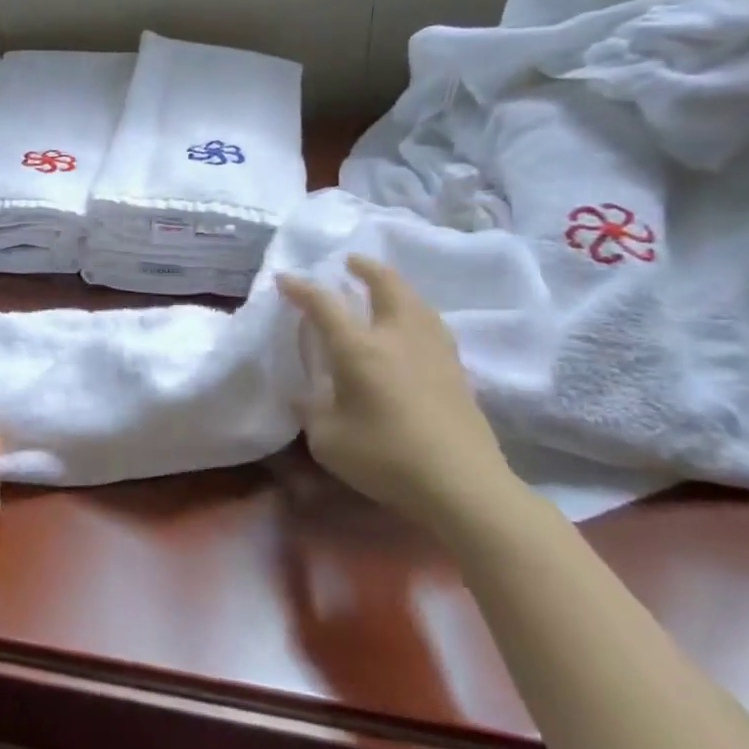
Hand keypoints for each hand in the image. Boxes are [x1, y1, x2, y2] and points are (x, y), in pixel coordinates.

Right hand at [279, 257, 519, 534]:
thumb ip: (312, 411)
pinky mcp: (456, 370)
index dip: (302, 289)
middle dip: (367, 268)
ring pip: (416, 301)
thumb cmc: (386, 459)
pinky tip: (412, 325)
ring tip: (384, 287)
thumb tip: (305, 395)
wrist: (462, 486)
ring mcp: (433, 351)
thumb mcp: (328, 440)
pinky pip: (432, 324)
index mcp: (359, 349)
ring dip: (396, 286)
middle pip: (386, 285)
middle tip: (352, 262)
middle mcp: (397, 337)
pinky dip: (416, 311)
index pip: (325, 305)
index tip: (285, 279)